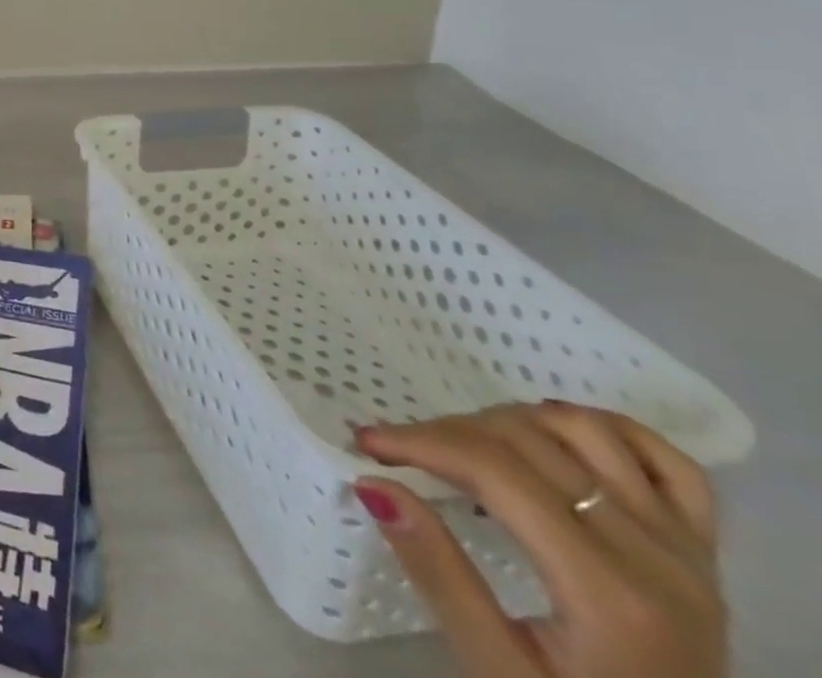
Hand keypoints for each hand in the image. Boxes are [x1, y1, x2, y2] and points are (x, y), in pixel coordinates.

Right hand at [353, 403, 725, 677]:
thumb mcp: (496, 670)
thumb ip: (438, 574)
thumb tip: (372, 483)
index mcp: (611, 594)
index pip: (496, 471)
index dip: (422, 442)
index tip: (367, 442)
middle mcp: (659, 560)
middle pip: (533, 444)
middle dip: (449, 431)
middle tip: (404, 451)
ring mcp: (689, 554)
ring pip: (589, 434)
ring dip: (513, 420)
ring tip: (469, 444)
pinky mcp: (704, 555)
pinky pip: (668, 465)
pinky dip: (608, 429)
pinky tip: (558, 433)